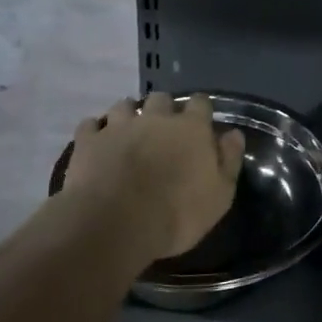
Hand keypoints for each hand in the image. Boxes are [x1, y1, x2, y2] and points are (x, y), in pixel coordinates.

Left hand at [61, 92, 245, 260]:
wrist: (116, 223)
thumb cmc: (176, 213)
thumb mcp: (219, 196)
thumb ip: (228, 161)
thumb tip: (233, 134)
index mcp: (191, 128)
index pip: (200, 103)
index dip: (200, 110)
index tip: (199, 123)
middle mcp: (156, 118)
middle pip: (161, 98)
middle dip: (162, 110)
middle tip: (162, 130)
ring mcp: (119, 126)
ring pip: (124, 105)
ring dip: (128, 115)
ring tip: (127, 132)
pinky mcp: (89, 141)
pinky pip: (90, 125)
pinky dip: (95, 131)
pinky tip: (96, 143)